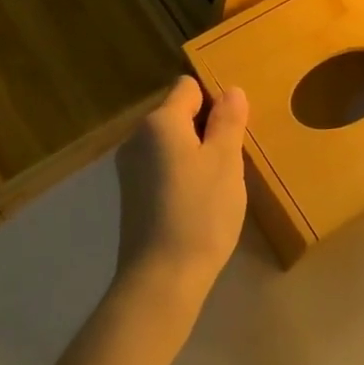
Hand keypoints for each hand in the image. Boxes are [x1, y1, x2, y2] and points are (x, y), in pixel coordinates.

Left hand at [113, 76, 249, 309]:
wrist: (161, 277)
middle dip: (206, 129)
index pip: (188, 87)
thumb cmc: (200, 212)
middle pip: (177, 114)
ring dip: (195, 153)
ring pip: (170, 143)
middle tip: (231, 161)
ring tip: (217, 185)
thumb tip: (231, 90)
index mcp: (159, 122)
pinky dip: (180, 175)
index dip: (214, 100)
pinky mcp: (131, 195)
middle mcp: (137, 137)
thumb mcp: (225, 161)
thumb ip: (228, 121)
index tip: (234, 130)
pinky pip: (161, 167)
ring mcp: (130, 168)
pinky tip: (197, 203)